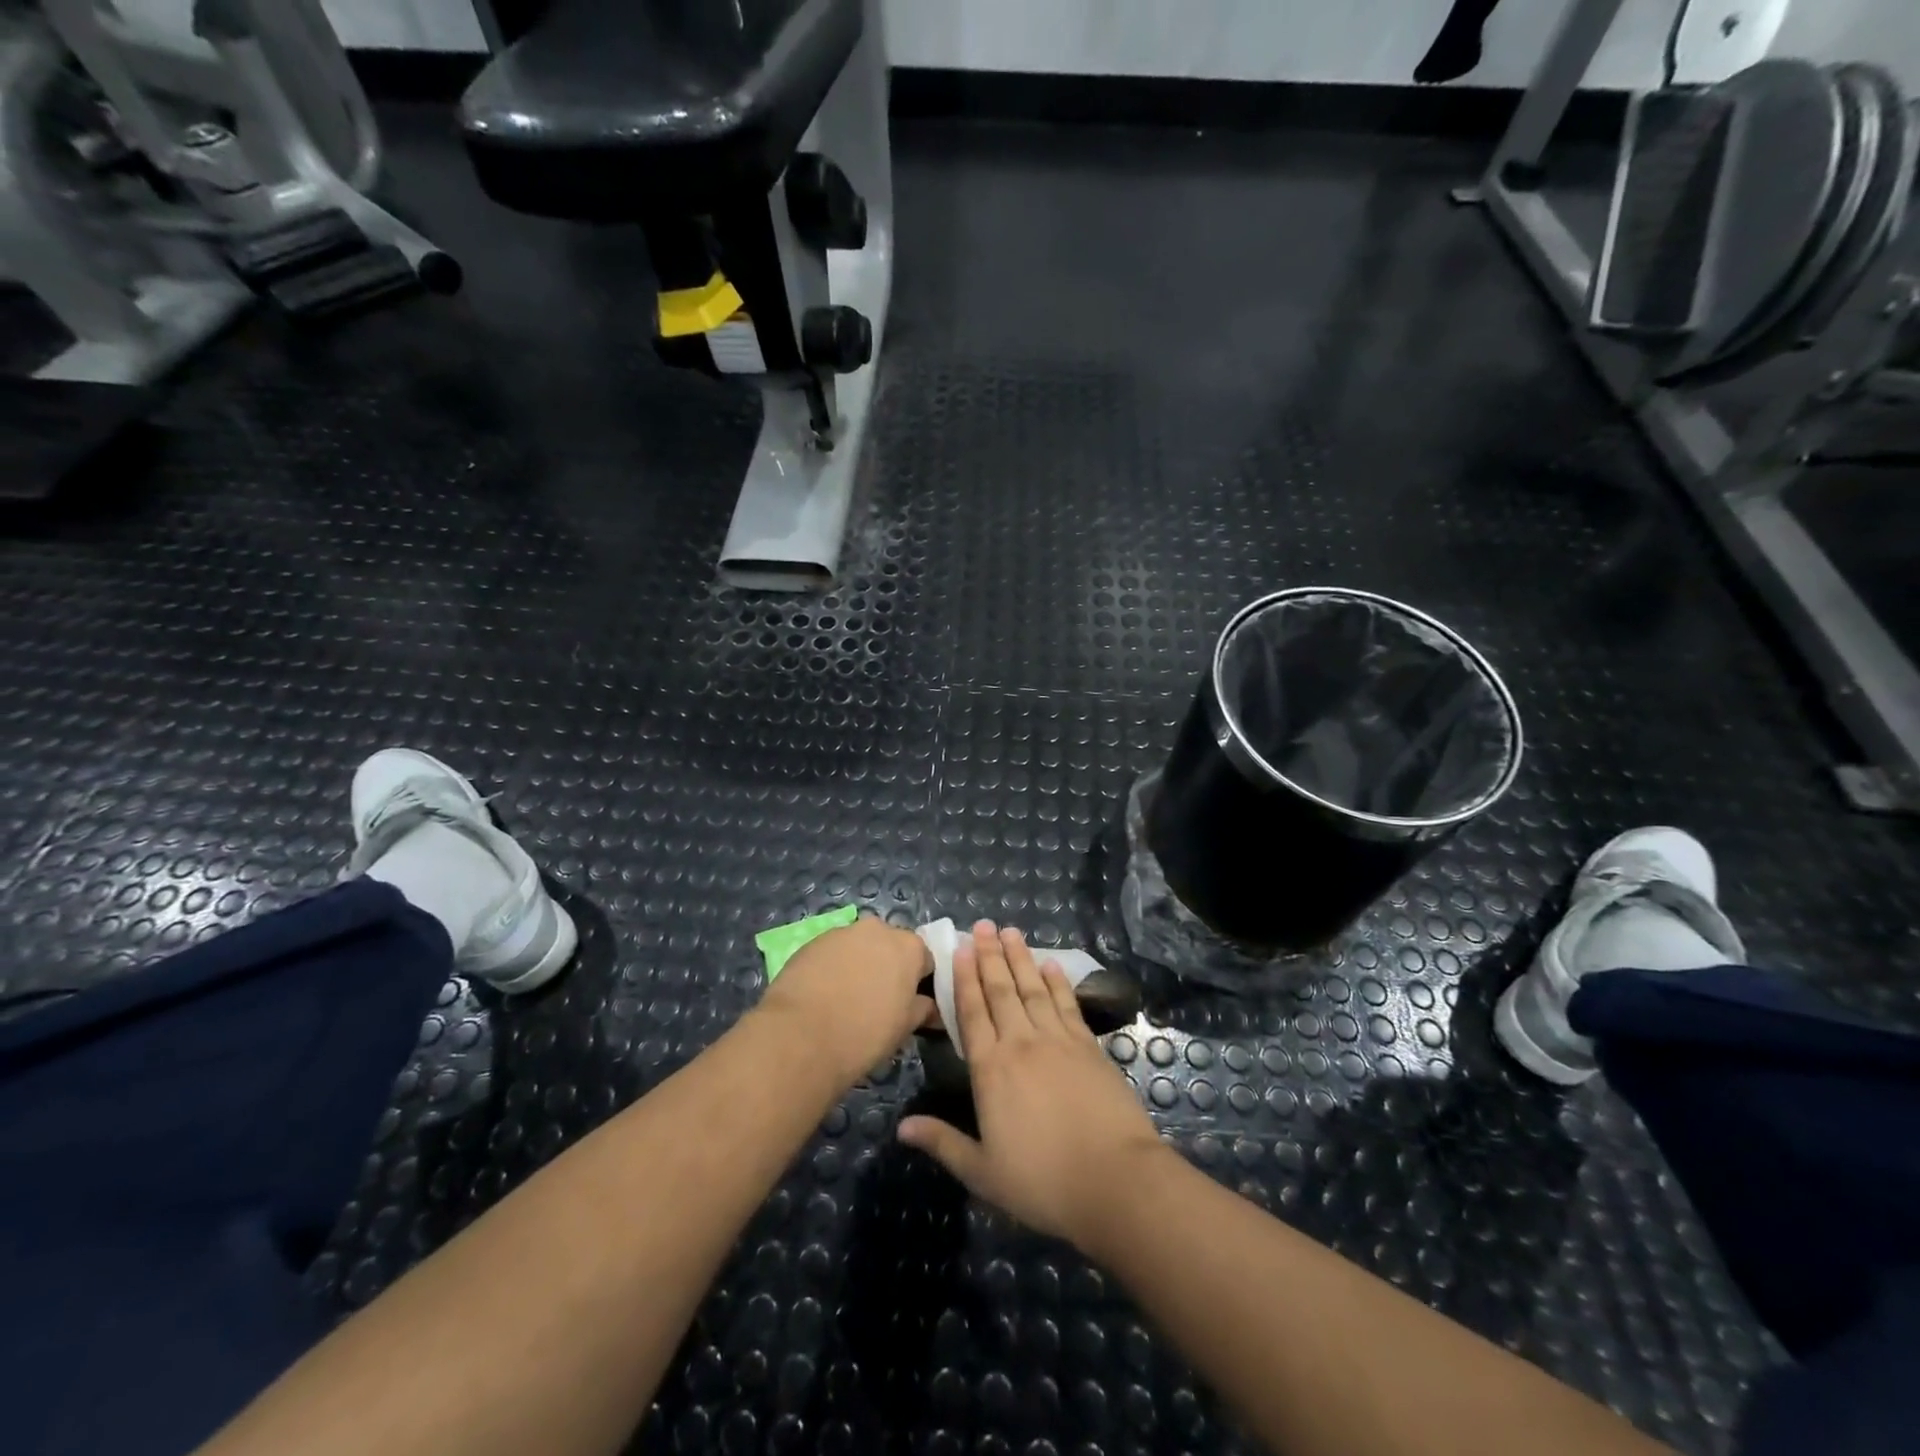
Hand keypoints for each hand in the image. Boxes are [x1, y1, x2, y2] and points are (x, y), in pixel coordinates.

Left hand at [755, 916, 934, 1089]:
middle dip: (888, 968)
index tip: (910, 1004)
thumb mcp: (905, 1027)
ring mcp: (842, 932)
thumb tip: (932, 1008)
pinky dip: (833, 968)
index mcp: (909, 946)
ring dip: (859, 965)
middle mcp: (878, 929)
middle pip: (891, 946)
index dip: (919, 982)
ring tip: (847, 1000)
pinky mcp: (812, 942)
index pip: (925, 960)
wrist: (801, 1036)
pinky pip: (833, 953)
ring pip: (860, 947)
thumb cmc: (865, 1033)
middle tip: (879, 1002)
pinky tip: (823, 996)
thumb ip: (923, 1010)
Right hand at [897, 921, 1165, 1245]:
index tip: (959, 948)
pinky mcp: (1088, 1046)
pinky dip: (1057, 982)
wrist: (1115, 1180)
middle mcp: (1021, 1043)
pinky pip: (1067, 1004)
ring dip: (1021, 958)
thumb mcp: (982, 1172)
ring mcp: (1058, 1040)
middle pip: (1001, 990)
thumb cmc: (1042, 1181)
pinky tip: (1051, 965)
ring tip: (1011, 931)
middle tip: (983, 925)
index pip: (972, 1013)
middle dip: (990, 955)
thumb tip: (901, 1127)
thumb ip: (942, 1142)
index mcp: (991, 1069)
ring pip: (1033, 989)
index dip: (964, 979)